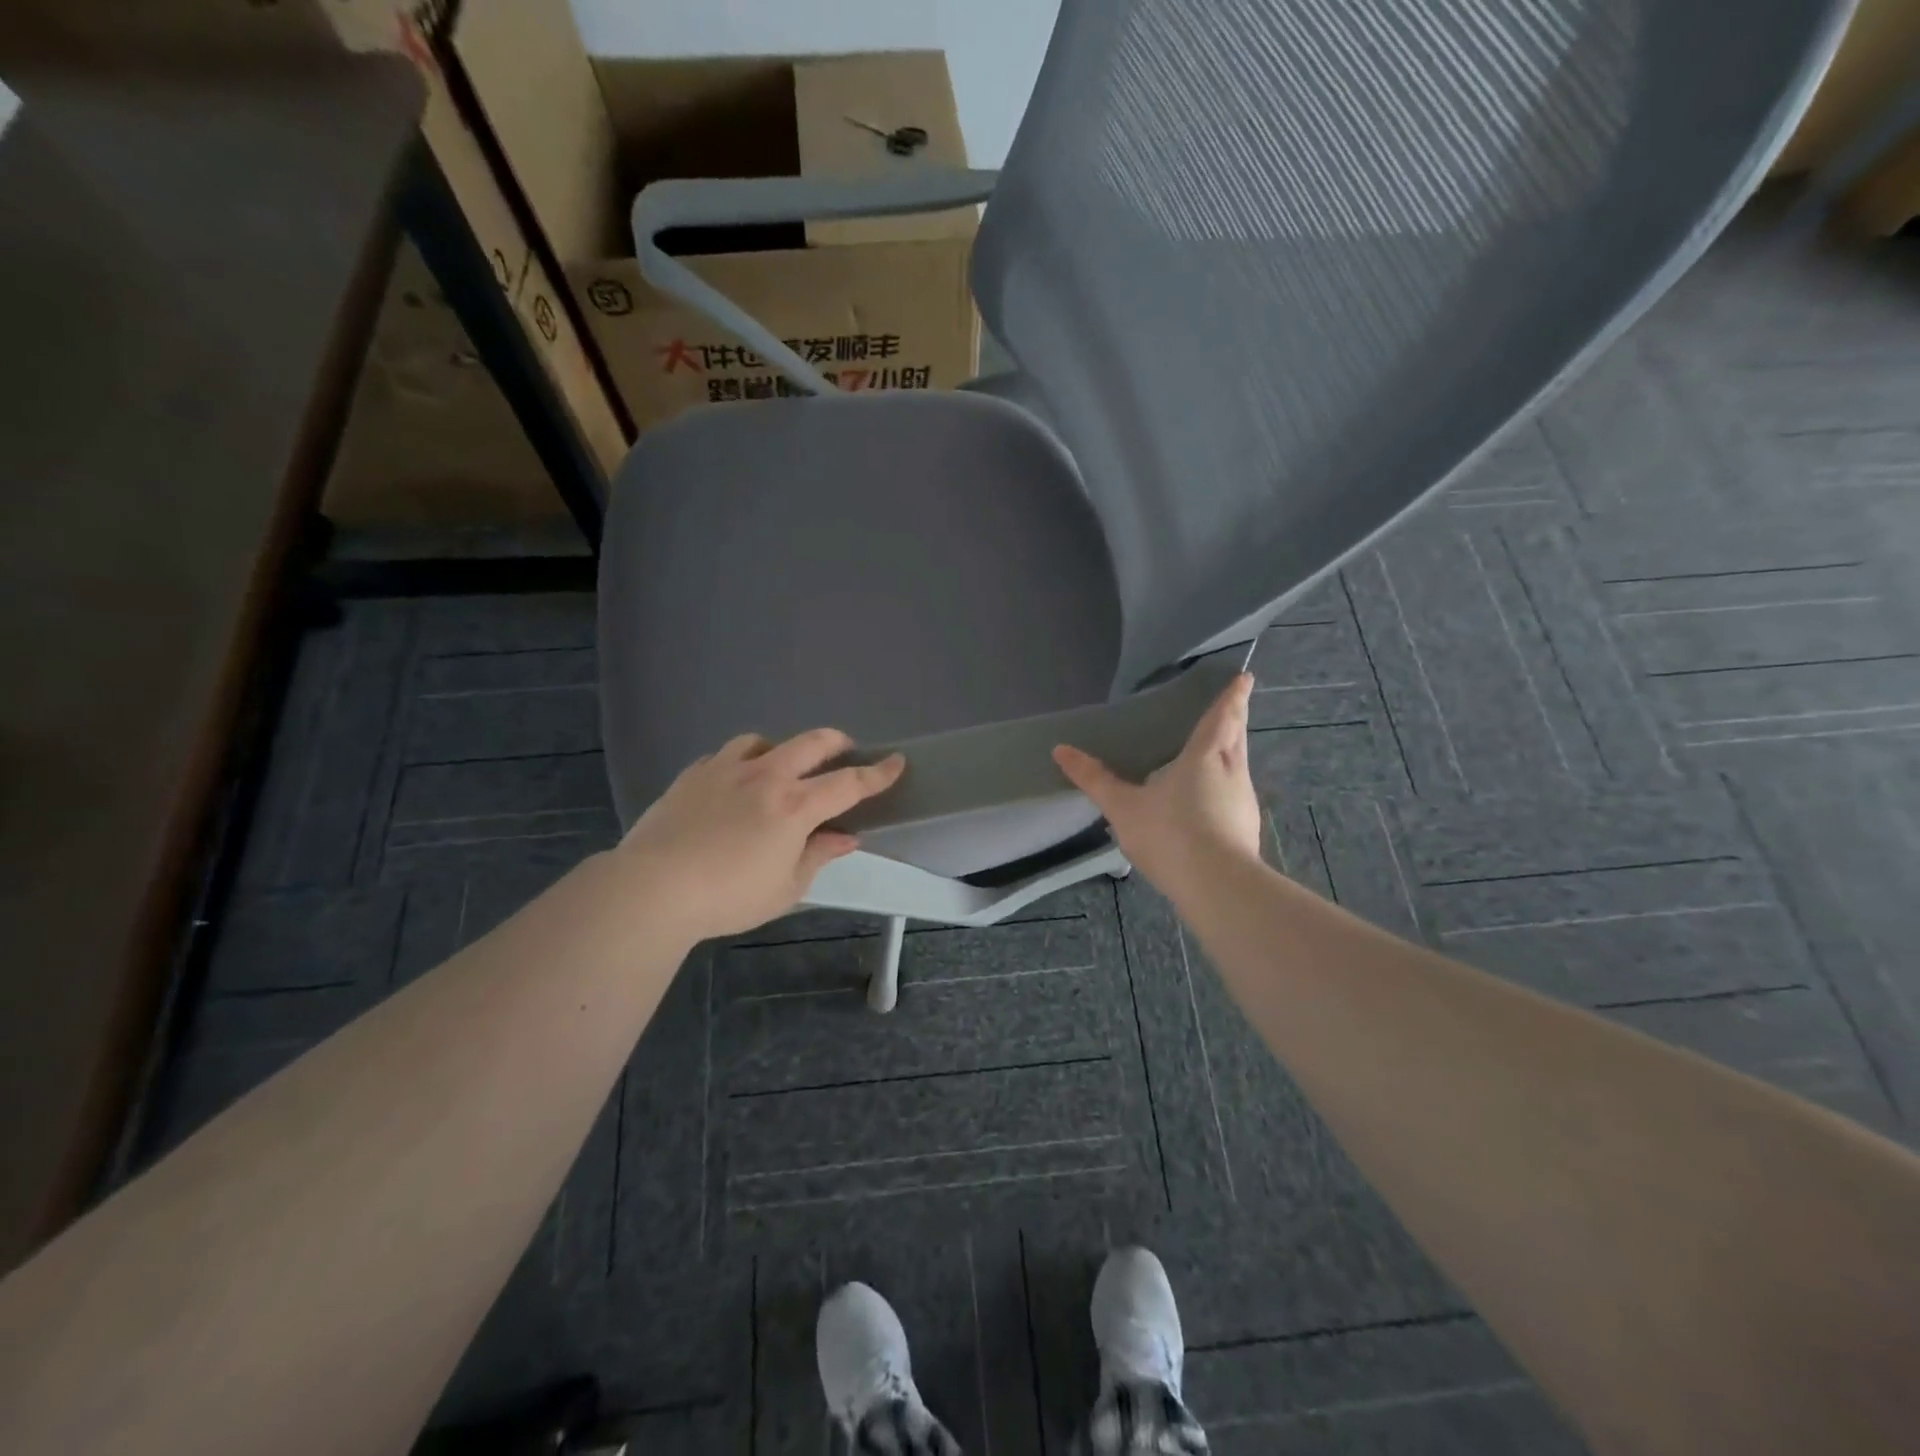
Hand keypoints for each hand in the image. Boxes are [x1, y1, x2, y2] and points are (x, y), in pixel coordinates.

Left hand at [616, 729, 904, 941]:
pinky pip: (724, 756)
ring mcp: (725, 770)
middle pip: (811, 743)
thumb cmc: (729, 896)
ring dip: (782, 749)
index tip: (897, 760)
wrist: (653, 888)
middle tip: (846, 752)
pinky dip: (740, 763)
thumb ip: (819, 856)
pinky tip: (734, 783)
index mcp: (794, 806)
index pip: (848, 783)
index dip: (878, 773)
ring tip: (781, 768)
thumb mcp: (786, 888)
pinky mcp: (692, 775)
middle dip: (837, 743)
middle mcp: (765, 776)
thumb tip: (846, 837)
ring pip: (763, 740)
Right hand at [1053, 673, 1262, 899]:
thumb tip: (1061, 750)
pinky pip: (1235, 796)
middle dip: (1236, 719)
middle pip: (1237, 737)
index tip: (1244, 679)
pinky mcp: (1246, 830)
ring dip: (1232, 753)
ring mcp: (1243, 802)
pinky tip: (1211, 803)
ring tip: (1218, 752)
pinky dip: (1226, 787)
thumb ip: (1095, 779)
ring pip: (1239, 767)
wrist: (1217, 887)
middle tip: (1234, 707)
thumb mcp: (1123, 806)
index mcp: (1205, 756)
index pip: (1222, 717)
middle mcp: (1231, 772)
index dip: (1232, 696)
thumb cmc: (1169, 833)